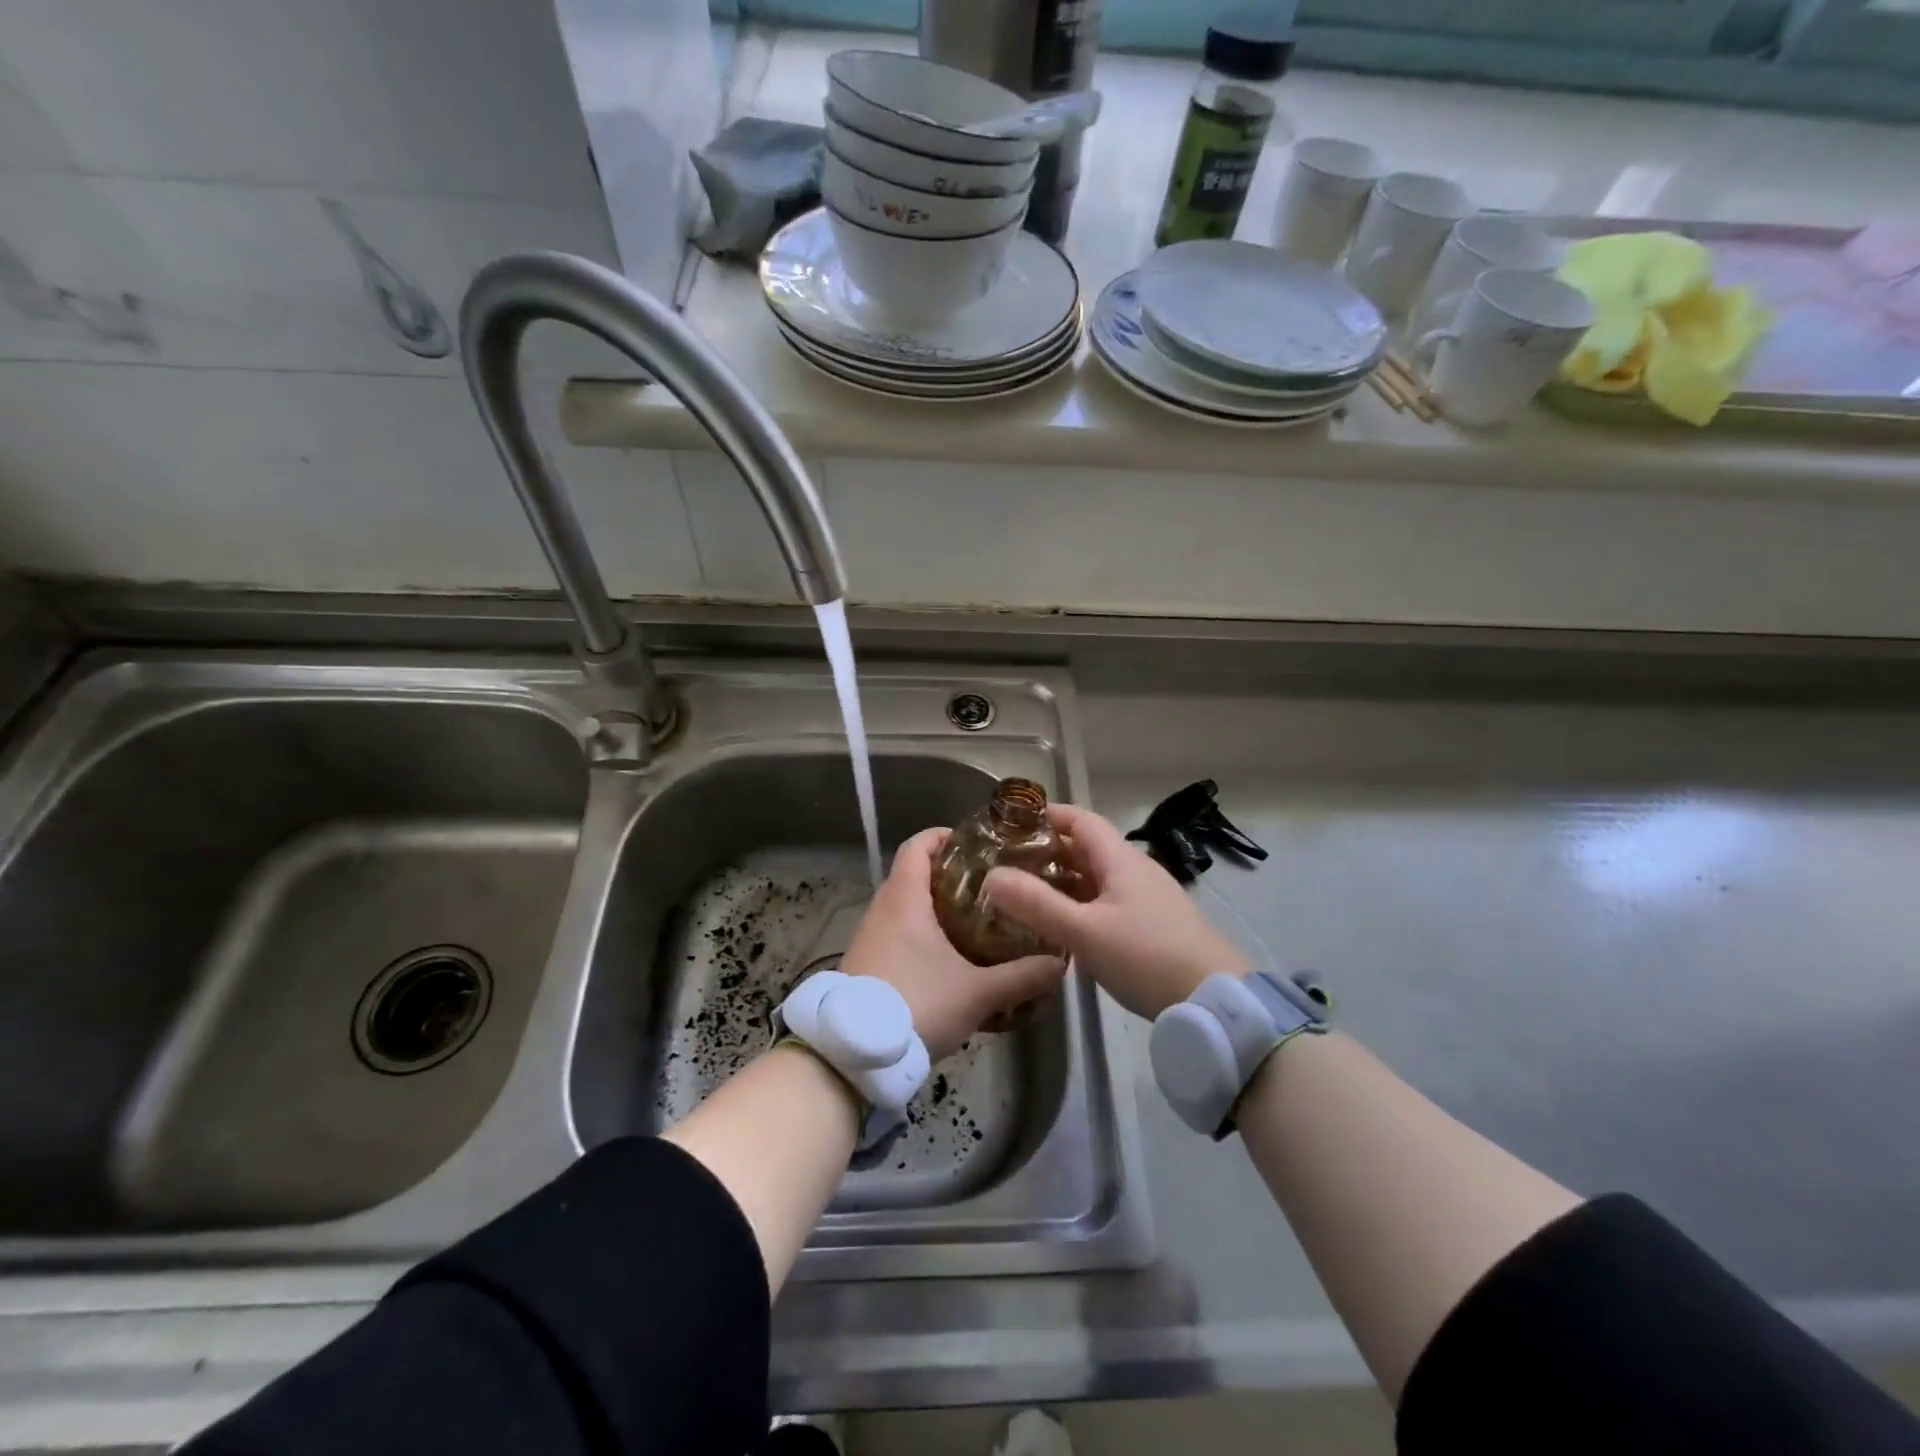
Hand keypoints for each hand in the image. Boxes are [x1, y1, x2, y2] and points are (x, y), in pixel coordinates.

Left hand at [842, 828, 1064, 1061]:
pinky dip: (918, 934)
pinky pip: (894, 934)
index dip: (942, 836)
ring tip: (972, 921)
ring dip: (933, 908)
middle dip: (947, 876)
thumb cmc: (917, 1004)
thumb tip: (1058, 964)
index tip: (973, 843)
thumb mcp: (977, 993)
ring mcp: (868, 937)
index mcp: (904, 899)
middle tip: (986, 886)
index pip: (917, 846)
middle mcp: (881, 909)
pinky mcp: (864, 964)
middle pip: (912, 874)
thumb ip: (1021, 977)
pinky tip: (945, 959)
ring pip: (903, 907)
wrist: (855, 1054)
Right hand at [982, 804, 1248, 1019]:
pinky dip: (1083, 902)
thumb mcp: (1084, 931)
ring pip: (1099, 876)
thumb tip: (992, 875)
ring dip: (1065, 879)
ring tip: (1029, 894)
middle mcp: (1136, 870)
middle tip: (1010, 863)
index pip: (1081, 820)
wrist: (1214, 1001)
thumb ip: (1037, 904)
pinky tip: (1067, 925)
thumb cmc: (1146, 956)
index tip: (1012, 822)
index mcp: (1120, 859)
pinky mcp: (1155, 924)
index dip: (1048, 815)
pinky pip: (1110, 900)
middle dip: (1050, 850)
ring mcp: (1149, 897)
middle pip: (1088, 847)